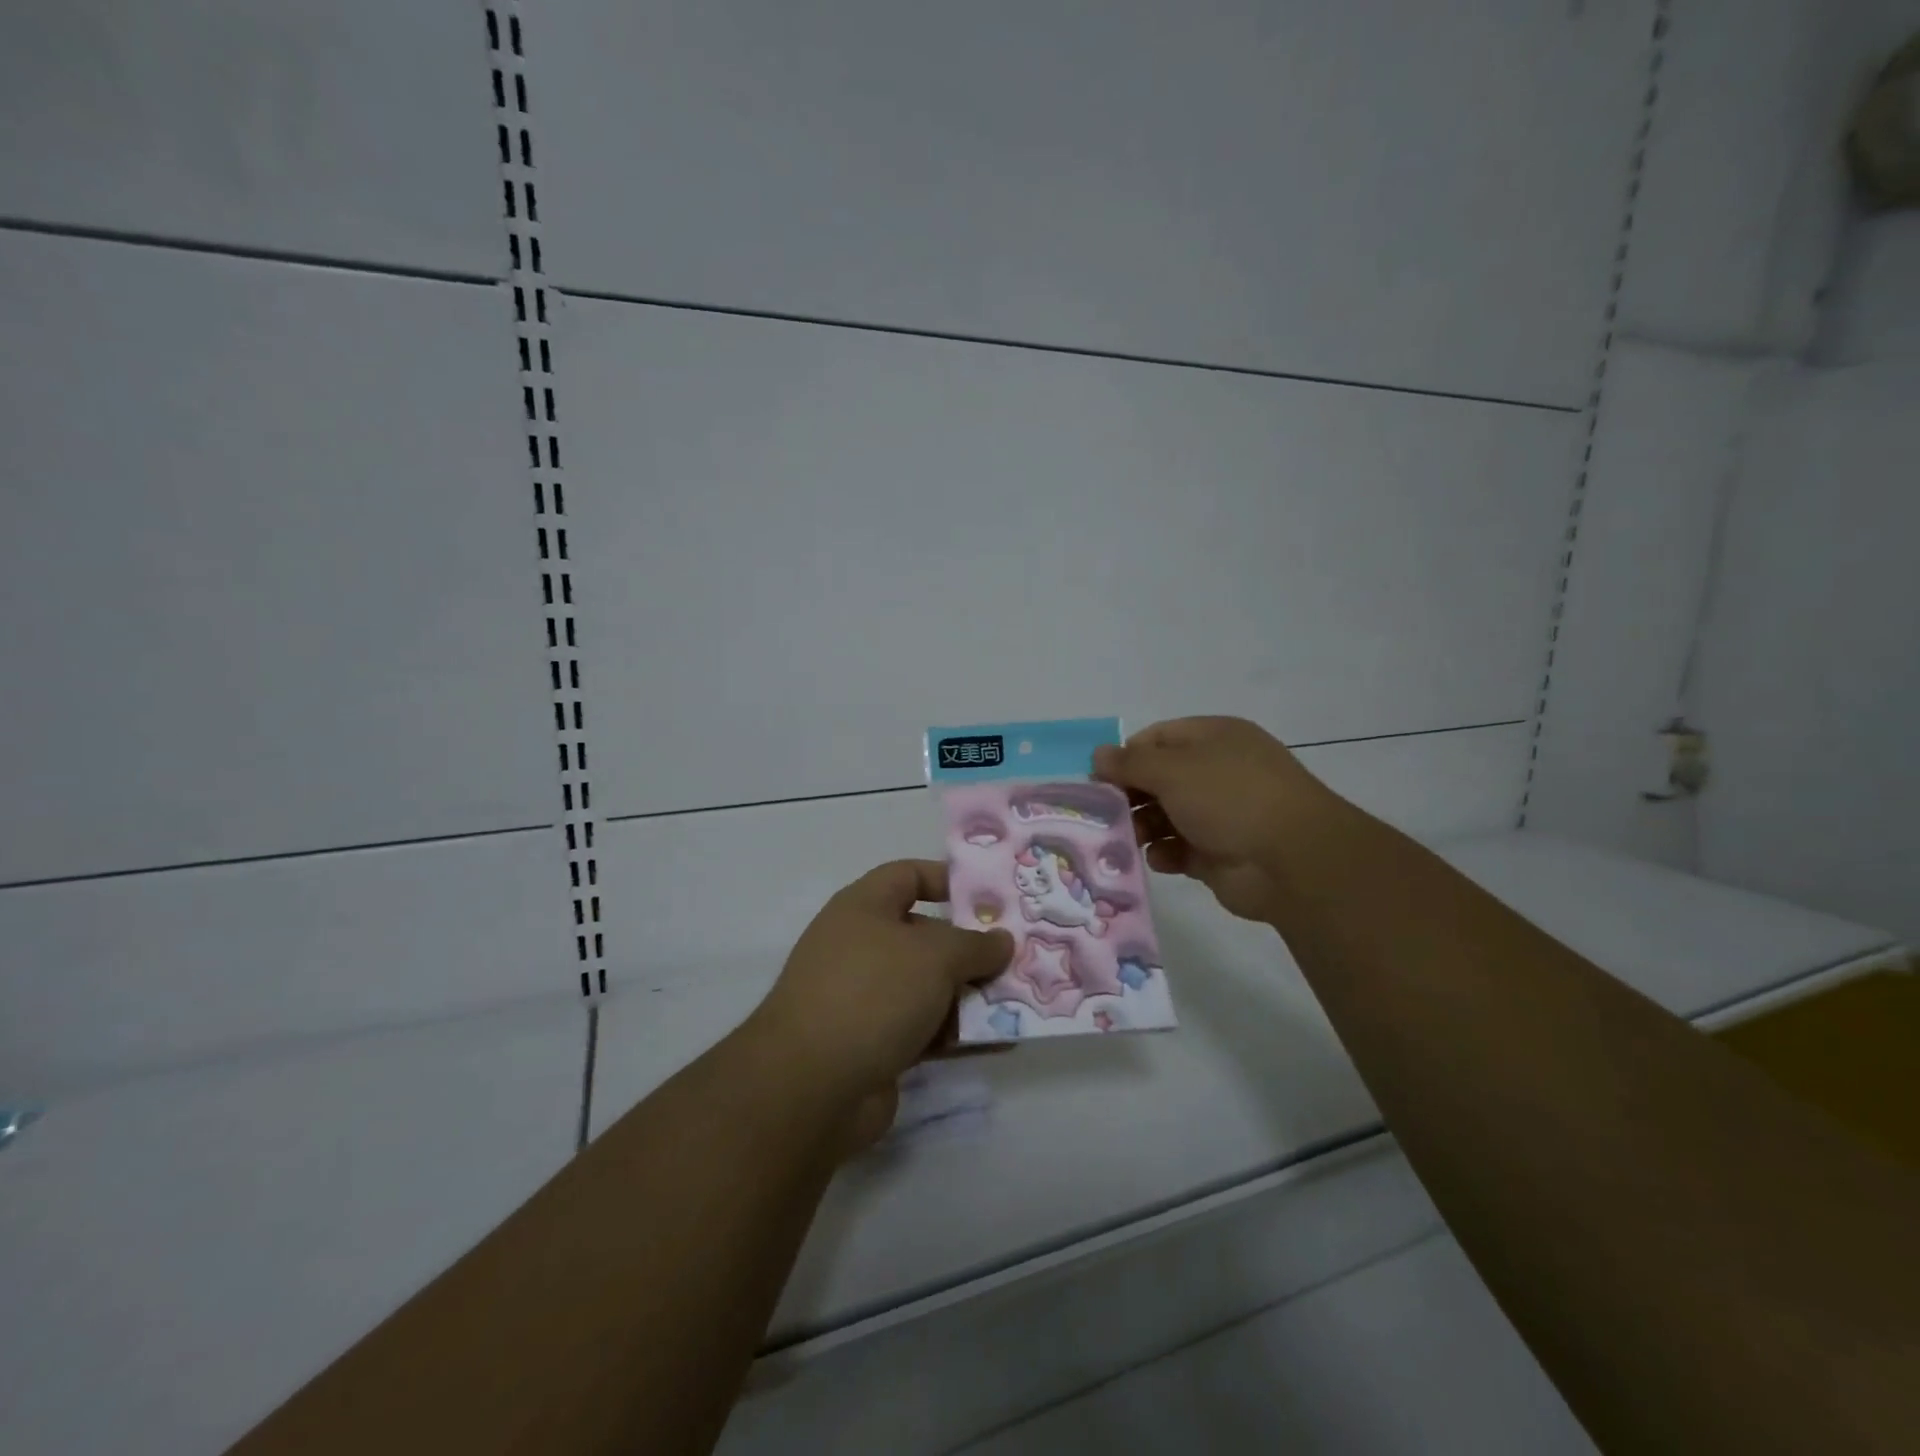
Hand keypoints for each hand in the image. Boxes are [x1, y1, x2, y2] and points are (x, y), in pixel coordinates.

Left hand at [747, 860, 1013, 1149]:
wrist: (810, 1087)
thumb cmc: (873, 993)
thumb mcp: (934, 956)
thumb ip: (974, 945)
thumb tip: (1001, 941)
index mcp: (863, 908)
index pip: (907, 875)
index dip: (947, 879)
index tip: (991, 897)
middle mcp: (861, 946)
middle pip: (925, 935)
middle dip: (971, 948)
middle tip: (1018, 957)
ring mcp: (865, 998)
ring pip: (928, 986)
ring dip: (970, 994)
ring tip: (1020, 1001)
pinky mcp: (874, 1044)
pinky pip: (925, 1028)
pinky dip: (958, 1032)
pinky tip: (1001, 1041)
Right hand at [1094, 716, 1344, 922]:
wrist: (1293, 861)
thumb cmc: (1231, 798)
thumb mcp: (1173, 770)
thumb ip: (1130, 763)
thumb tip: (1098, 754)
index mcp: (1214, 738)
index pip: (1157, 738)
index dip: (1126, 756)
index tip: (1099, 779)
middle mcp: (1217, 772)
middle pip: (1159, 779)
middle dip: (1130, 796)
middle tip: (1104, 814)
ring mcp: (1220, 814)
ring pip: (1165, 816)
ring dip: (1142, 827)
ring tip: (1128, 840)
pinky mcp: (1218, 854)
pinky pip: (1179, 850)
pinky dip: (1165, 854)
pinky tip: (1159, 860)